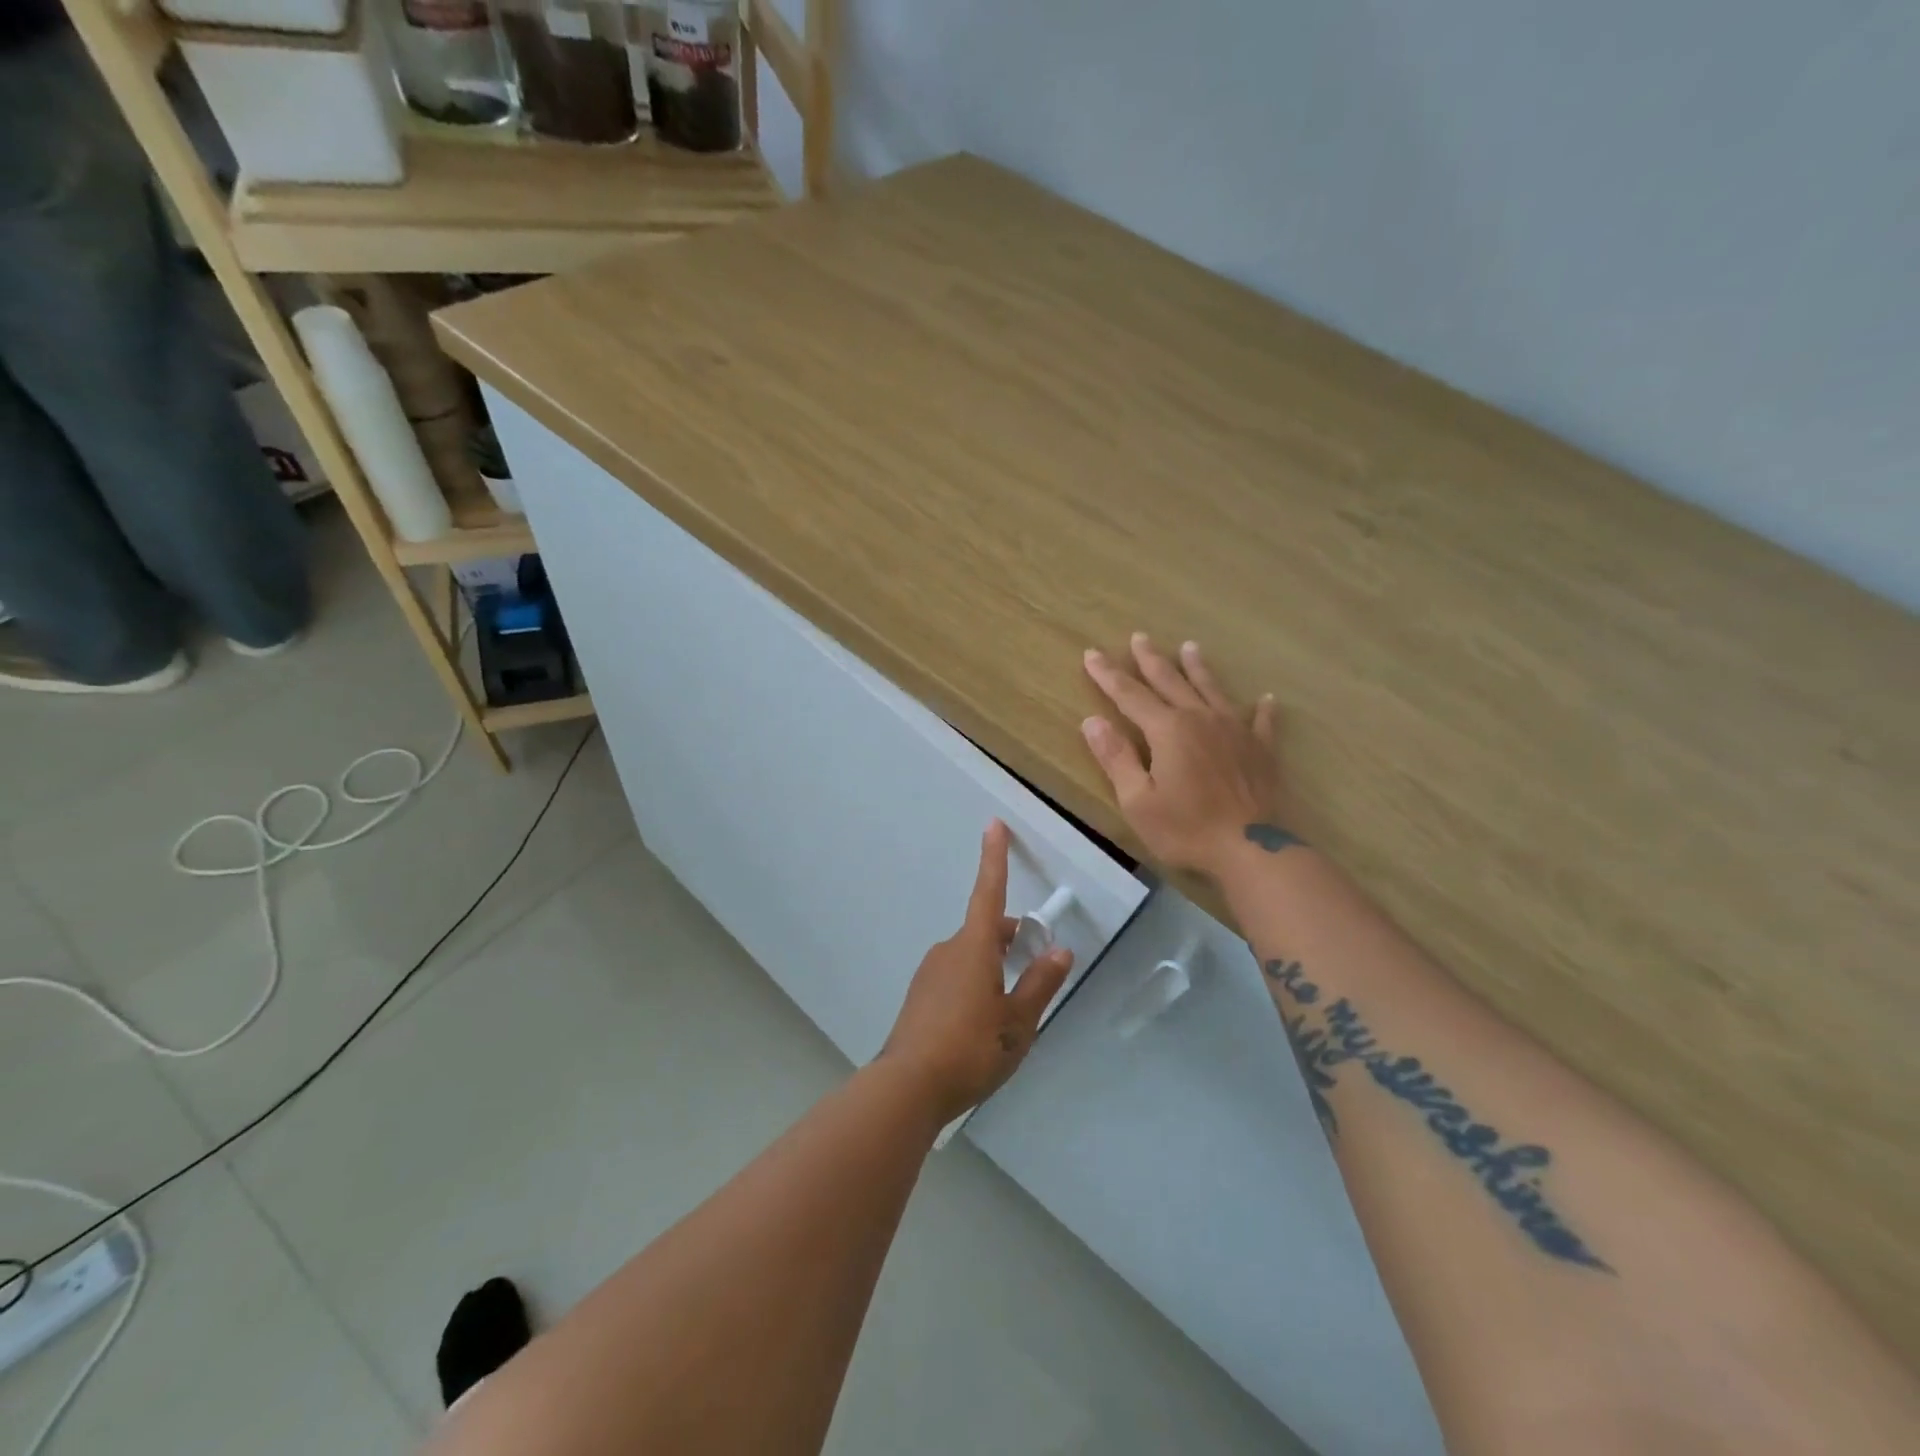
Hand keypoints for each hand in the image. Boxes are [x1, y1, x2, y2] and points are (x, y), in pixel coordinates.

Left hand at [883, 821, 1073, 1123]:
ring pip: (972, 956)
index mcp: (974, 948)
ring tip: (1012, 1011)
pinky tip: (982, 1025)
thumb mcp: (1017, 1022)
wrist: (907, 1088)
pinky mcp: (920, 996)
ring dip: (995, 966)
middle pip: (986, 931)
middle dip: (1012, 939)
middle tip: (1036, 967)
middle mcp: (949, 950)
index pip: (989, 892)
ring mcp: (931, 973)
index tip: (993, 824)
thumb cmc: (970, 1049)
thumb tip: (1059, 951)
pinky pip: (956, 976)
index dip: (994, 858)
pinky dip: (976, 984)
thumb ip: (1040, 984)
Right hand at [1082, 634, 1284, 879]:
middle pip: (1170, 682)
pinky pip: (1261, 721)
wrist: (1251, 850)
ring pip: (1212, 690)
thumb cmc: (1186, 828)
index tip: (1092, 654)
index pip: (1129, 695)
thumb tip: (1092, 721)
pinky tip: (1266, 698)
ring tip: (1190, 647)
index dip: (1108, 675)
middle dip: (1151, 660)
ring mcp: (1235, 731)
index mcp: (1167, 730)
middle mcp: (1200, 719)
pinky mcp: (1261, 749)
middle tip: (1140, 636)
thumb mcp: (1137, 800)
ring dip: (1198, 668)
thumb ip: (1116, 758)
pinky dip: (1262, 709)